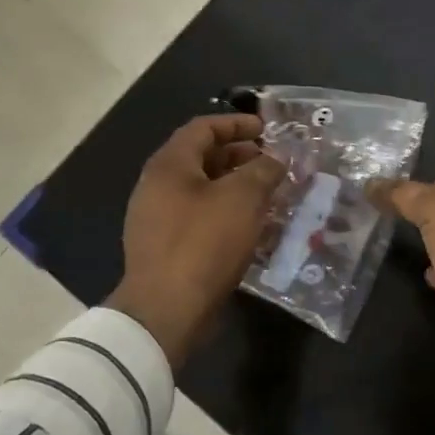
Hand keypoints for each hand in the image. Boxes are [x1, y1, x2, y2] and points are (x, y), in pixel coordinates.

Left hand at [105, 115, 284, 366]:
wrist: (166, 310)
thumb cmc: (204, 243)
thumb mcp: (242, 199)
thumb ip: (263, 170)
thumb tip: (277, 158)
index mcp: (169, 165)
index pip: (203, 128)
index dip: (237, 123)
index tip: (267, 129)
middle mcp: (157, 186)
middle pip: (201, 158)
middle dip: (239, 156)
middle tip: (272, 163)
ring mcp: (157, 218)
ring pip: (202, 189)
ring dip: (235, 186)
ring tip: (268, 194)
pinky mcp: (165, 247)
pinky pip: (199, 216)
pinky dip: (226, 212)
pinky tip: (251, 226)